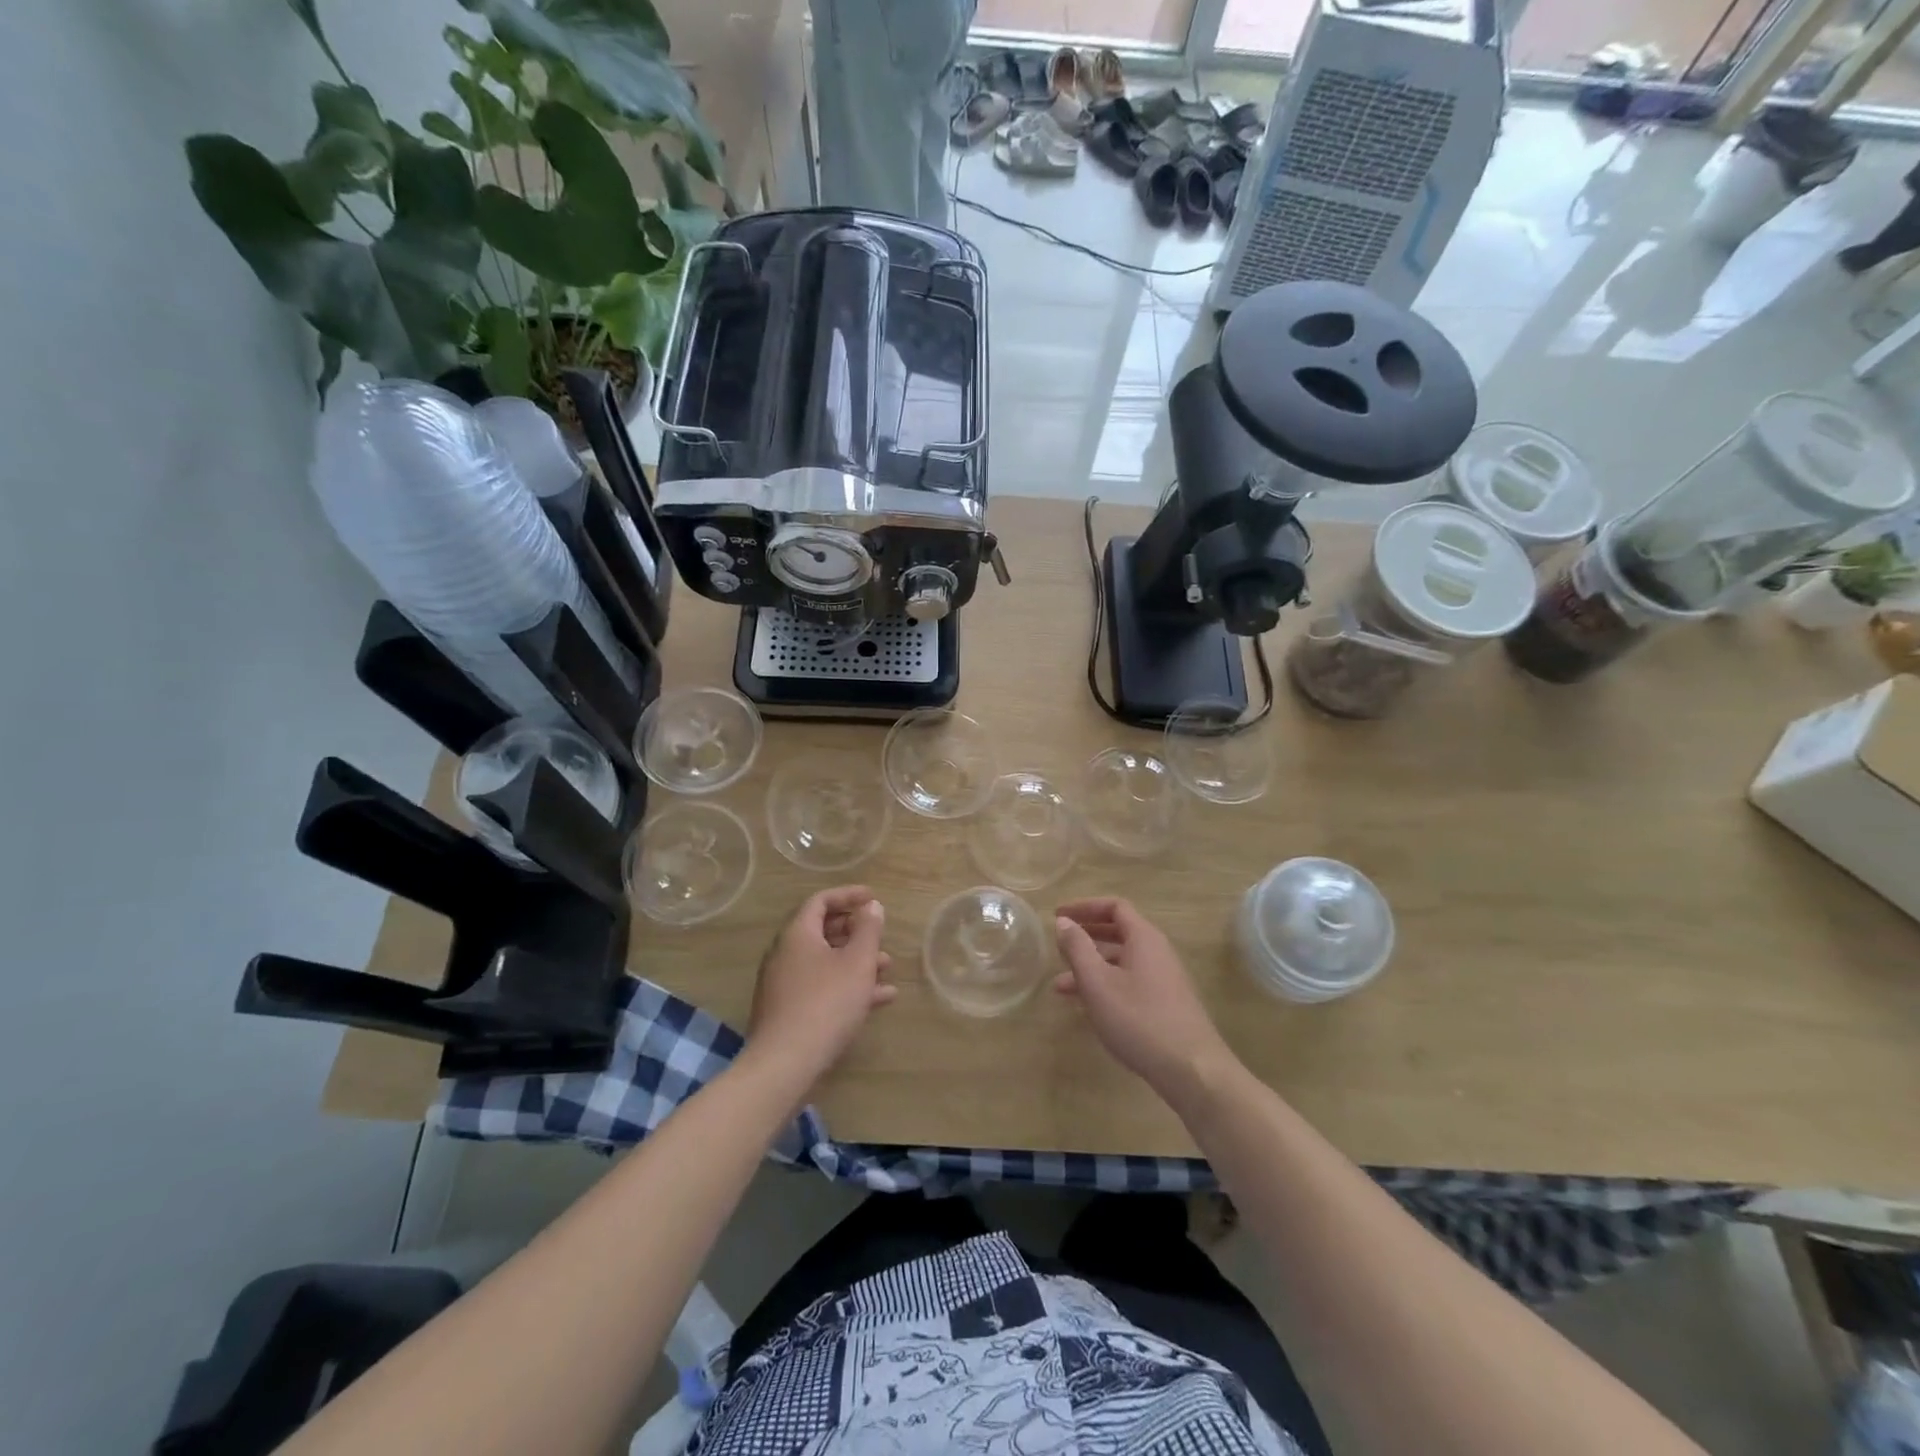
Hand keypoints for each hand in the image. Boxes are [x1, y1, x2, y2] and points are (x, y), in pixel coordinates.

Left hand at [747, 886, 894, 1088]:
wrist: (785, 1064)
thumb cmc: (826, 1003)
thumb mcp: (857, 962)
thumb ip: (868, 930)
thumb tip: (871, 906)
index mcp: (797, 934)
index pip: (820, 901)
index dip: (848, 895)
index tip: (873, 897)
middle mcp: (785, 953)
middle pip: (821, 931)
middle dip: (855, 931)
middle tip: (879, 934)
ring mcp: (783, 984)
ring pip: (824, 961)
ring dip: (855, 961)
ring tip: (887, 968)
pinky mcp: (787, 1011)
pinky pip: (820, 986)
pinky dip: (846, 985)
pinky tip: (878, 999)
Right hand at [1054, 897, 1236, 1104]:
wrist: (1192, 1070)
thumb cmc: (1139, 1019)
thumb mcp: (1097, 982)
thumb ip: (1078, 948)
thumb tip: (1064, 921)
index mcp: (1144, 938)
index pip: (1114, 907)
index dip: (1085, 907)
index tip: (1058, 915)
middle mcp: (1157, 952)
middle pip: (1118, 932)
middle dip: (1085, 938)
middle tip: (1058, 946)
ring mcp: (1164, 979)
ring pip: (1121, 962)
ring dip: (1091, 967)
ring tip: (1060, 987)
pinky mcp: (1165, 1004)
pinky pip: (1129, 982)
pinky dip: (1106, 985)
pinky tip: (1088, 1007)